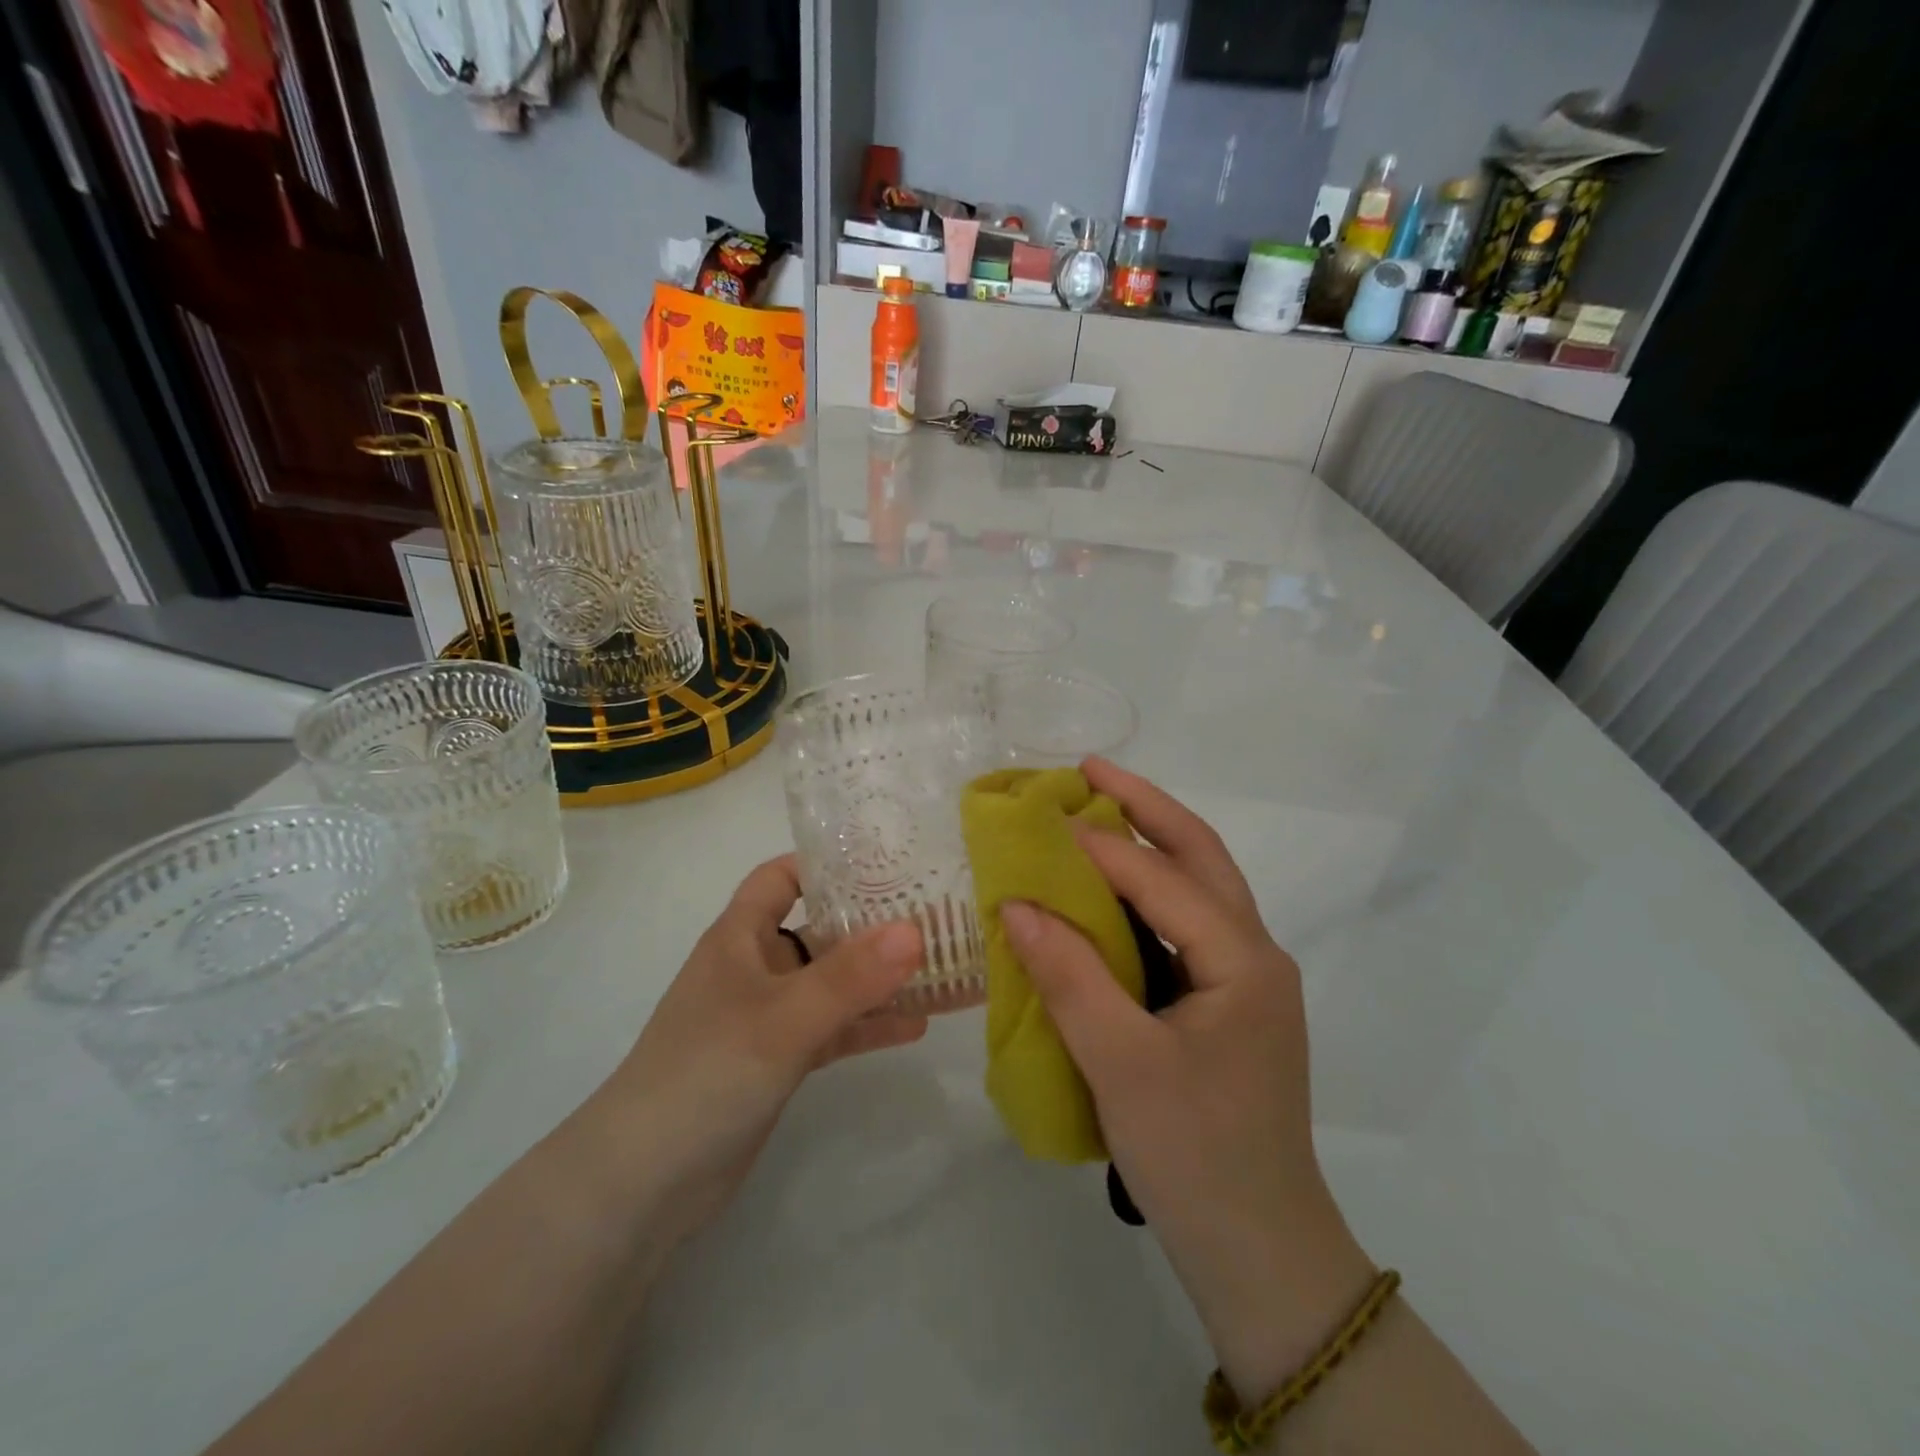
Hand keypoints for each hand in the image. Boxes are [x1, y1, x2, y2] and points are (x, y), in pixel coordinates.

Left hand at [597, 855, 928, 1252]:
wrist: (642, 1184)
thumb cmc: (705, 1074)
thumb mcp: (782, 1018)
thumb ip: (849, 977)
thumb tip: (915, 931)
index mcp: (740, 937)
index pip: (781, 877)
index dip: (827, 864)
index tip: (887, 863)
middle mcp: (755, 967)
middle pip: (819, 928)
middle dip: (871, 923)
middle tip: (934, 914)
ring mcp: (767, 1016)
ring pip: (831, 982)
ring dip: (877, 978)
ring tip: (937, 968)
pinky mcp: (778, 1060)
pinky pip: (832, 1029)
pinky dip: (867, 1025)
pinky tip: (916, 1026)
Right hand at [997, 759, 1374, 1399]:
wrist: (1258, 1251)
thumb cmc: (1194, 1156)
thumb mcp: (1120, 1065)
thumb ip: (1069, 976)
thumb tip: (1016, 904)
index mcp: (1242, 960)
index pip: (1162, 879)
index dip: (1099, 844)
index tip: (1040, 819)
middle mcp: (1253, 954)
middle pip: (1200, 856)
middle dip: (1146, 806)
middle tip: (1089, 768)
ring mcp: (1243, 978)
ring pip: (1198, 886)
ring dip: (1151, 841)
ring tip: (1097, 809)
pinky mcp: (1225, 1002)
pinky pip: (1184, 924)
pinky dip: (1147, 891)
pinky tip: (1108, 889)